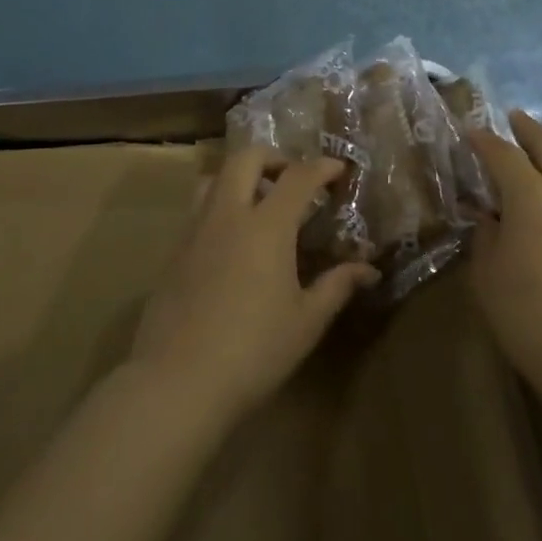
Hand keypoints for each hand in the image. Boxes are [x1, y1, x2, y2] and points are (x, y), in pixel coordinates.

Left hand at [130, 147, 379, 421]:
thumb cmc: (253, 351)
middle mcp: (229, 214)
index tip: (339, 169)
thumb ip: (337, 286)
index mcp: (267, 225)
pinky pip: (199, 210)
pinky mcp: (173, 253)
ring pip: (215, 177)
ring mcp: (195, 230)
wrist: (176, 383)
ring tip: (258, 203)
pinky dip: (220, 207)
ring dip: (240, 177)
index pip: (299, 176)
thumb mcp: (306, 322)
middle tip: (292, 179)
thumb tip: (367, 270)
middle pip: (247, 157)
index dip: (322, 167)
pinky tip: (231, 243)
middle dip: (274, 157)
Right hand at [466, 112, 541, 397]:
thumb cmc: (528, 314)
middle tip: (512, 118)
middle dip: (527, 129)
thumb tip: (490, 217)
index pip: (503, 154)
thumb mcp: (487, 274)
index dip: (484, 140)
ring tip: (529, 155)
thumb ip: (485, 236)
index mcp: (532, 196)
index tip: (469, 133)